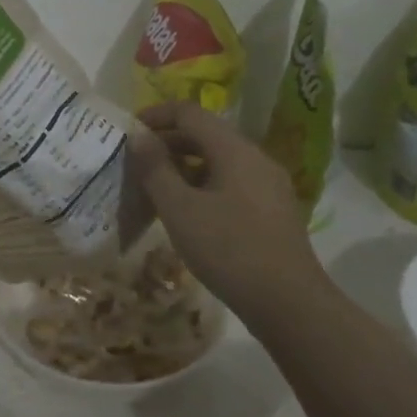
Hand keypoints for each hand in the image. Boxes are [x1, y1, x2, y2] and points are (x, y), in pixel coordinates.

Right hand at [128, 102, 329, 320]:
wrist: (288, 303)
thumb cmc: (229, 250)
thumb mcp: (180, 209)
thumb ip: (156, 169)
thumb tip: (139, 136)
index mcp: (235, 149)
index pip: (190, 113)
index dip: (156, 115)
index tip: (128, 133)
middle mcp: (256, 158)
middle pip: (206, 134)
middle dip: (168, 142)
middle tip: (136, 163)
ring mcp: (268, 184)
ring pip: (219, 160)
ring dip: (184, 166)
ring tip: (155, 189)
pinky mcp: (272, 210)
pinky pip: (231, 182)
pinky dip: (203, 185)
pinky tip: (187, 212)